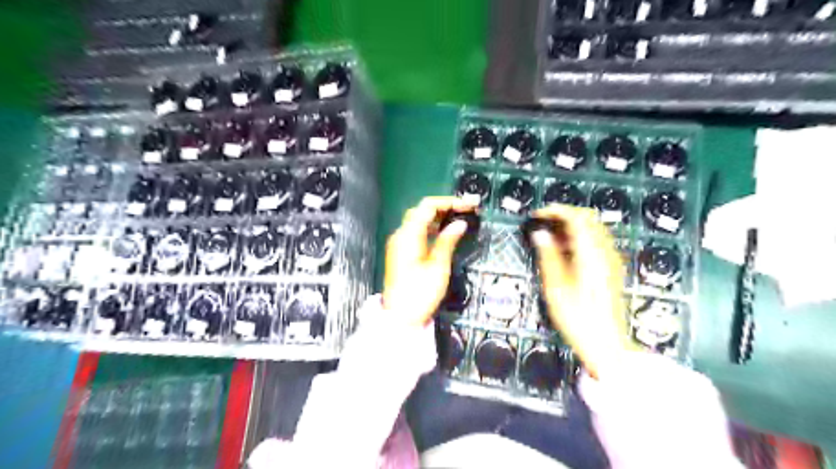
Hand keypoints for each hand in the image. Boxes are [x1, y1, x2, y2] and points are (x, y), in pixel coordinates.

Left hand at [385, 196, 476, 325]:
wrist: (400, 317)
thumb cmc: (420, 294)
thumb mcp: (438, 267)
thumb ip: (448, 241)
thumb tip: (459, 223)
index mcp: (408, 235)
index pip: (428, 206)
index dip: (449, 202)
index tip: (469, 205)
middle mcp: (400, 235)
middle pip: (421, 210)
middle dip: (444, 206)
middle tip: (466, 209)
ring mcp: (399, 244)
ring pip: (418, 220)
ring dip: (438, 216)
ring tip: (459, 217)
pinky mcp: (401, 252)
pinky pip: (416, 232)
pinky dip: (430, 227)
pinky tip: (444, 232)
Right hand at [529, 206, 634, 380]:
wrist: (605, 343)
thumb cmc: (577, 317)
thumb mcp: (556, 287)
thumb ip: (548, 256)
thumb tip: (540, 234)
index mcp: (591, 255)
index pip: (577, 218)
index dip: (556, 211)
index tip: (538, 215)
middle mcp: (605, 253)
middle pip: (589, 219)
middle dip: (565, 215)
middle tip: (543, 224)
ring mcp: (611, 260)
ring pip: (594, 229)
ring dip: (572, 226)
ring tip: (551, 238)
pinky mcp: (612, 269)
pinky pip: (597, 242)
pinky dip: (580, 238)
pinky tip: (565, 252)